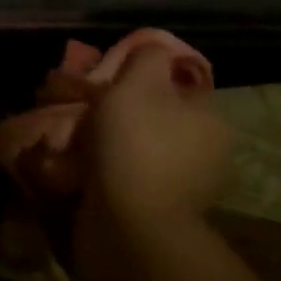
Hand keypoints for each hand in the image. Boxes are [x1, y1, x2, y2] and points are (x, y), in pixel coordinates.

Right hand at [81, 42, 232, 235]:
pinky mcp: (157, 216)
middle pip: (156, 118)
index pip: (179, 85)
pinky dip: (104, 174)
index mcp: (212, 121)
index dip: (143, 77)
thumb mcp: (139, 82)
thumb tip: (151, 52)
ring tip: (69, 140)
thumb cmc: (136, 145)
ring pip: (138, 150)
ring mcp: (184, 189)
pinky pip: (127, 181)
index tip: (108, 80)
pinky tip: (77, 170)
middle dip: (120, 113)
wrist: (129, 228)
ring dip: (108, 145)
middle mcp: (207, 154)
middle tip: (83, 109)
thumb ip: (148, 57)